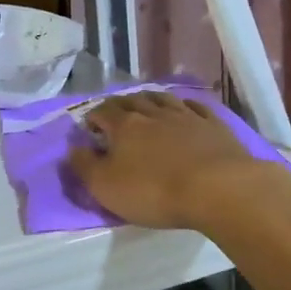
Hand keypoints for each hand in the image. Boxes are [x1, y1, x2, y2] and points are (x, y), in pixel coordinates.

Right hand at [65, 91, 272, 229]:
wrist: (217, 188)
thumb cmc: (154, 191)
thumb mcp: (106, 187)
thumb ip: (84, 166)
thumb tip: (73, 148)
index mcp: (124, 125)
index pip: (102, 111)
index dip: (93, 117)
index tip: (90, 127)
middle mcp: (153, 113)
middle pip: (132, 101)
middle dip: (120, 105)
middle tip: (115, 114)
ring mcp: (186, 116)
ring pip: (163, 98)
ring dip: (150, 100)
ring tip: (145, 104)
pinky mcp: (213, 125)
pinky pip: (195, 106)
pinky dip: (184, 105)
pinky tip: (184, 108)